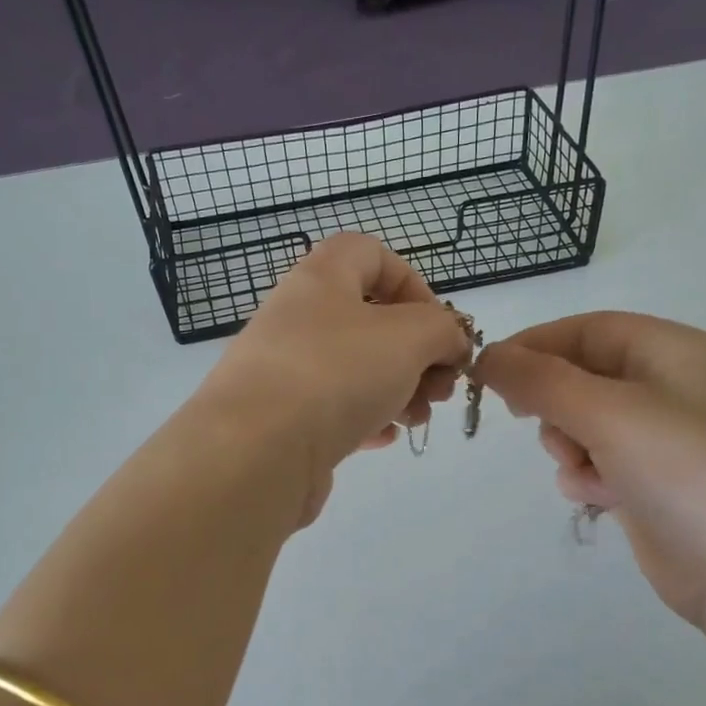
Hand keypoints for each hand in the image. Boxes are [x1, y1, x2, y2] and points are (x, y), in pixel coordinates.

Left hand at [196, 234, 471, 522]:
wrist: (255, 452)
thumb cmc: (336, 374)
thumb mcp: (409, 337)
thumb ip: (442, 330)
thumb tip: (451, 343)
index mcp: (321, 279)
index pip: (369, 253)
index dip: (412, 282)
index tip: (438, 325)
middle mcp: (297, 317)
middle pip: (369, 320)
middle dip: (417, 351)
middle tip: (441, 385)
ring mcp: (285, 370)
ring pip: (355, 369)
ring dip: (399, 389)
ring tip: (419, 417)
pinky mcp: (282, 419)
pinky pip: (334, 408)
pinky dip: (366, 418)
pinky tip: (385, 437)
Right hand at [475, 312, 705, 628]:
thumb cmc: (685, 472)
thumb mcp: (609, 413)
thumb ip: (542, 380)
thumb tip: (489, 357)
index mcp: (674, 351)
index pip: (589, 329)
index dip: (536, 344)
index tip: (489, 370)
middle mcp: (672, 388)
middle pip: (584, 375)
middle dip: (553, 401)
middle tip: (529, 420)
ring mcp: (665, 439)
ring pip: (584, 422)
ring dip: (568, 444)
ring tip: (583, 470)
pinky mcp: (655, 483)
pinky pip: (599, 461)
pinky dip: (588, 475)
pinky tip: (599, 497)